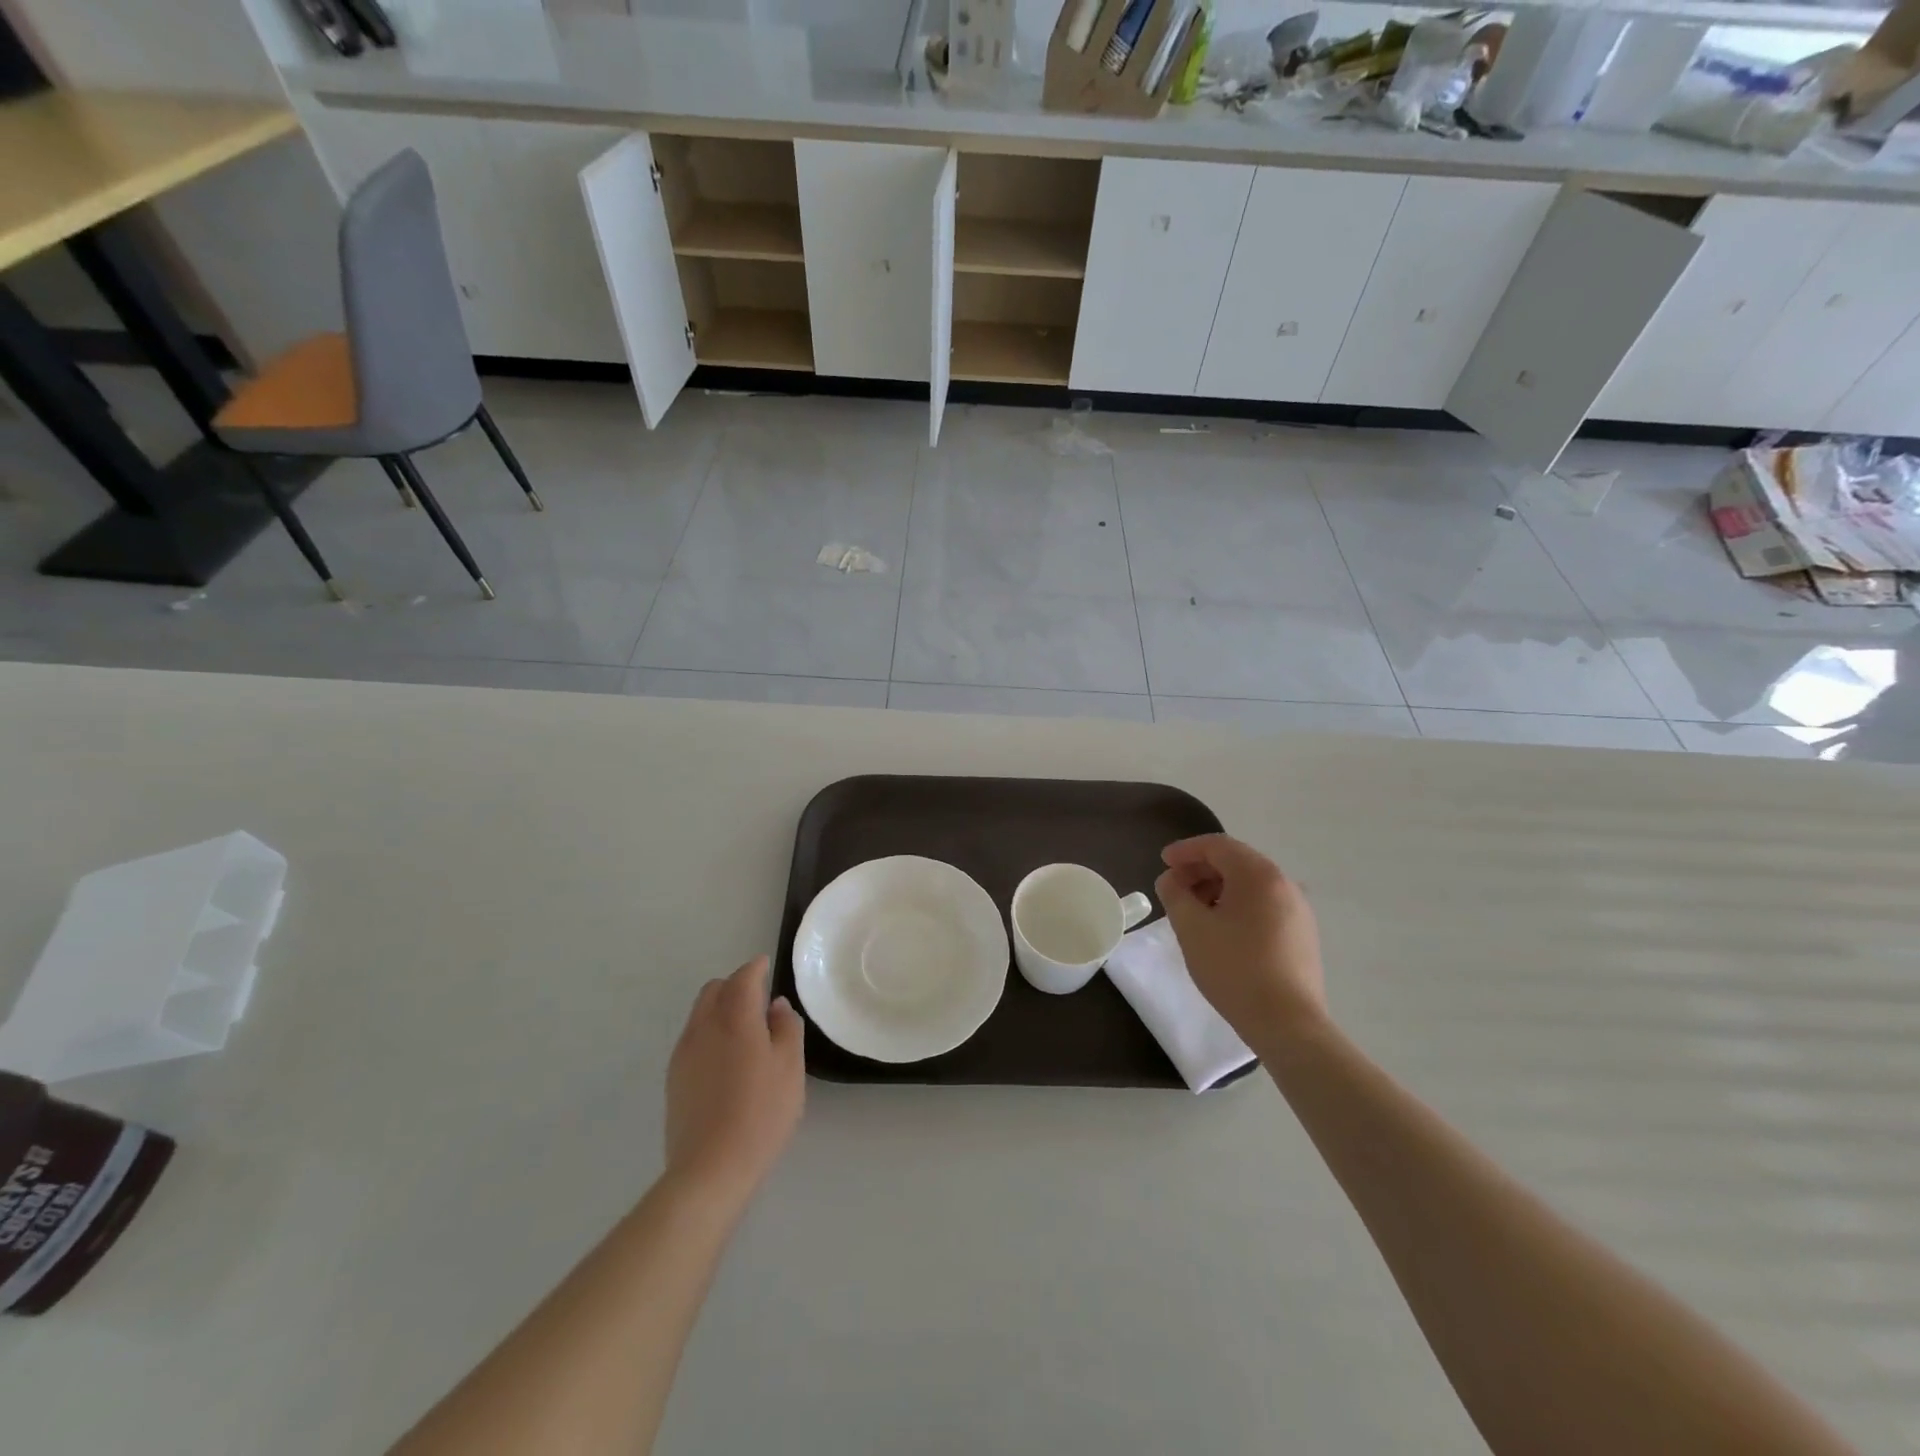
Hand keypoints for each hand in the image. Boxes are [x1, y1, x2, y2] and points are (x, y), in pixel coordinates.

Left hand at [665, 956, 804, 1209]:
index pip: (742, 979)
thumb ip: (786, 1028)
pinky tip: (726, 1059)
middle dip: (734, 986)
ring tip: (744, 1030)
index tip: (766, 965)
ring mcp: (683, 1054)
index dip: (755, 968)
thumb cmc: (761, 1113)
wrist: (710, 1169)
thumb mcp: (790, 1067)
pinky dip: (709, 1033)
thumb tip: (775, 1006)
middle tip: (758, 999)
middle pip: (713, 990)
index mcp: (734, 1019)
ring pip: (699, 1014)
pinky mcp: (674, 1080)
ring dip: (720, 1009)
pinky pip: (692, 1039)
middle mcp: (703, 1028)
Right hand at [1155, 834, 1327, 1052]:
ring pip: (1251, 885)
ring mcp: (1298, 910)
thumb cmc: (1234, 968)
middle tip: (1174, 887)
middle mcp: (1284, 884)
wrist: (1287, 1023)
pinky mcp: (1303, 934)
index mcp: (1259, 875)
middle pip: (1236, 862)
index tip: (1162, 862)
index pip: (1217, 846)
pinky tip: (1222, 930)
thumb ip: (1174, 894)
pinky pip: (1264, 905)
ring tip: (1195, 911)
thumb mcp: (1191, 928)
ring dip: (1218, 889)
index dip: (1186, 850)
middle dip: (1201, 870)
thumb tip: (1172, 879)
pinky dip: (1238, 906)